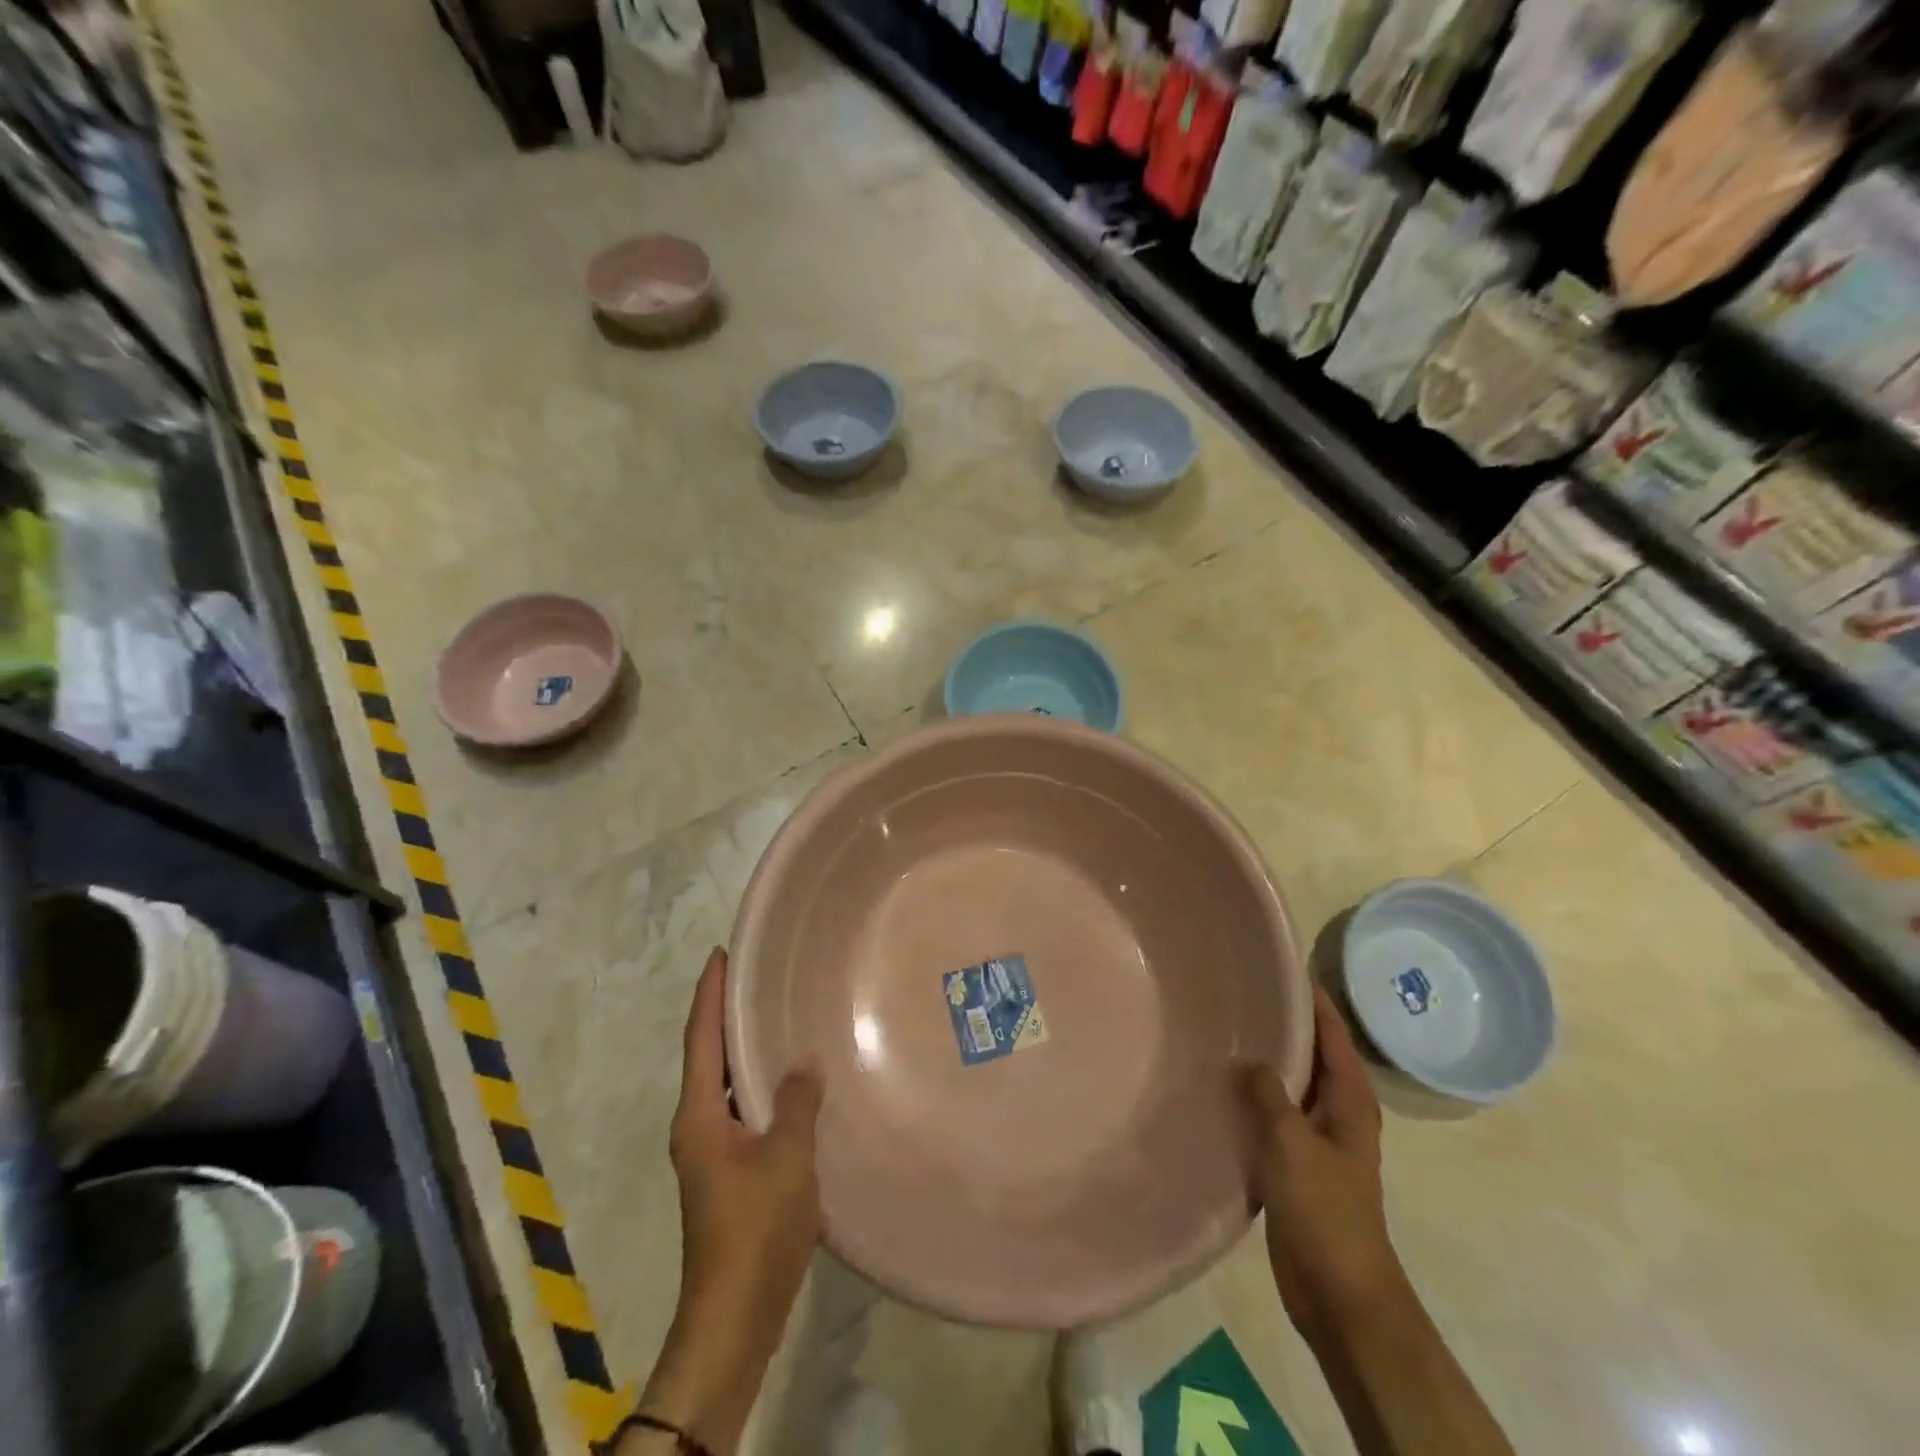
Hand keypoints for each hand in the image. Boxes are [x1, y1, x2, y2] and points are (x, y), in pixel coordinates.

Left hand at [636, 948, 823, 1454]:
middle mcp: (697, 1126)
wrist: (735, 1315)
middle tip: (754, 975)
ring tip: (774, 1015)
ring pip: (725, 1084)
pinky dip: (759, 1082)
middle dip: (725, 1014)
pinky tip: (790, 1080)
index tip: (720, 955)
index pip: (700, 1039)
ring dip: (742, 1048)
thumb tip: (805, 1062)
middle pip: (708, 1056)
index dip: (708, 994)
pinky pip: (743, 1108)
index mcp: (698, 1115)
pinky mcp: (731, 1172)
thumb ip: (796, 1102)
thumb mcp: (785, 1157)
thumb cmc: (754, 1228)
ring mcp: (712, 1151)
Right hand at [1241, 987, 1408, 1344]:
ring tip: (1226, 1028)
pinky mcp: (1296, 1161)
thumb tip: (1248, 1060)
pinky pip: (1275, 1113)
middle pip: (1312, 1053)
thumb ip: (1269, 1095)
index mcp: (1349, 1101)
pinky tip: (1222, 1085)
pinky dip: (1255, 1094)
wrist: (1339, 1292)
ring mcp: (1317, 1137)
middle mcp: (1337, 1111)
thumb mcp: (1293, 1145)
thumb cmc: (1325, 1211)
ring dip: (1267, 1059)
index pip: (1332, 1034)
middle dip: (1285, 1023)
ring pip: (1291, 1083)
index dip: (1312, 1000)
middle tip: (1241, 990)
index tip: (1282, 965)